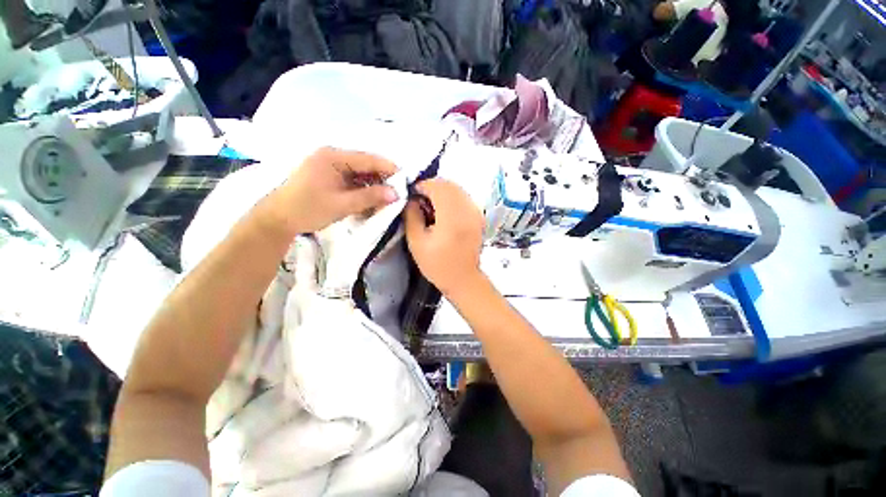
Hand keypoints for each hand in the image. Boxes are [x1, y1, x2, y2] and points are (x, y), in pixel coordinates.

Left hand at [270, 147, 398, 233]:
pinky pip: (352, 181)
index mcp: (333, 157)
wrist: (278, 219)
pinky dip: (363, 190)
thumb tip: (396, 194)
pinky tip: (371, 200)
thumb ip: (370, 197)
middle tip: (397, 193)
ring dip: (373, 186)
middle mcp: (333, 157)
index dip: (389, 169)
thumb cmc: (308, 209)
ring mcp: (330, 167)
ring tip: (387, 198)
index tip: (406, 180)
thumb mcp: (342, 204)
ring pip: (360, 174)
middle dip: (382, 179)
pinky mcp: (329, 177)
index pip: (368, 159)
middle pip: (365, 165)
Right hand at [404, 179, 484, 296]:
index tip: (412, 194)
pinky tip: (444, 209)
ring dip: (442, 191)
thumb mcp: (417, 243)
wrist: (464, 279)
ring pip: (458, 189)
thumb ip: (412, 216)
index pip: (438, 187)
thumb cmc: (437, 265)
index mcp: (452, 217)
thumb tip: (411, 199)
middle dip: (432, 186)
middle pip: (449, 185)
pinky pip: (464, 197)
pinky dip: (452, 197)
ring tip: (431, 204)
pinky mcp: (479, 217)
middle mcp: (467, 210)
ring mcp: (476, 213)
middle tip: (420, 198)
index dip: (423, 185)